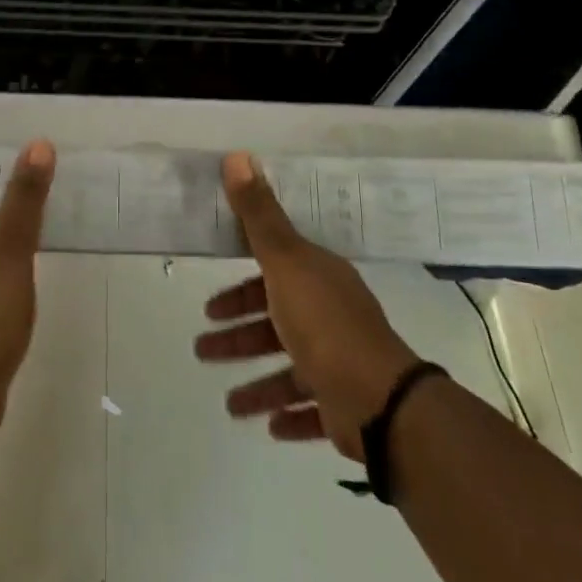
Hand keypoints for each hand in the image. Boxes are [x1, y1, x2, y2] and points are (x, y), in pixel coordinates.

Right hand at [195, 152, 418, 461]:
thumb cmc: (323, 325)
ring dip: (258, 384)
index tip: (211, 306)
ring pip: (290, 371)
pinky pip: (313, 411)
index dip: (240, 290)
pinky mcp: (345, 407)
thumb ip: (259, 215)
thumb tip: (238, 155)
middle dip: (239, 338)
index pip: (273, 276)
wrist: (378, 400)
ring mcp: (340, 364)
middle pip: (276, 323)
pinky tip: (268, 427)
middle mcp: (330, 318)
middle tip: (202, 349)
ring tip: (229, 403)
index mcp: (318, 282)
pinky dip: (291, 416)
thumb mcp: (285, 262)